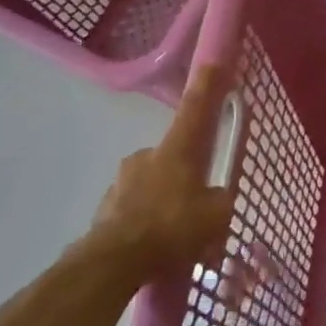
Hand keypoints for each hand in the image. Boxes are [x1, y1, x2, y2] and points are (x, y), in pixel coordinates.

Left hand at [86, 65, 236, 286]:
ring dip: (163, 202)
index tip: (212, 62)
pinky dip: (145, 222)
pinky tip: (154, 248)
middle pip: (173, 156)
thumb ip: (220, 200)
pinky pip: (134, 210)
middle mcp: (147, 155)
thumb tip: (216, 197)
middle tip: (196, 206)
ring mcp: (121, 181)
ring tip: (174, 237)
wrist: (114, 263)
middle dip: (184, 175)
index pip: (196, 109)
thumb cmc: (173, 228)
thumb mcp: (216, 216)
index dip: (207, 86)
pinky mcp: (105, 209)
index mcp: (178, 149)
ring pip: (151, 185)